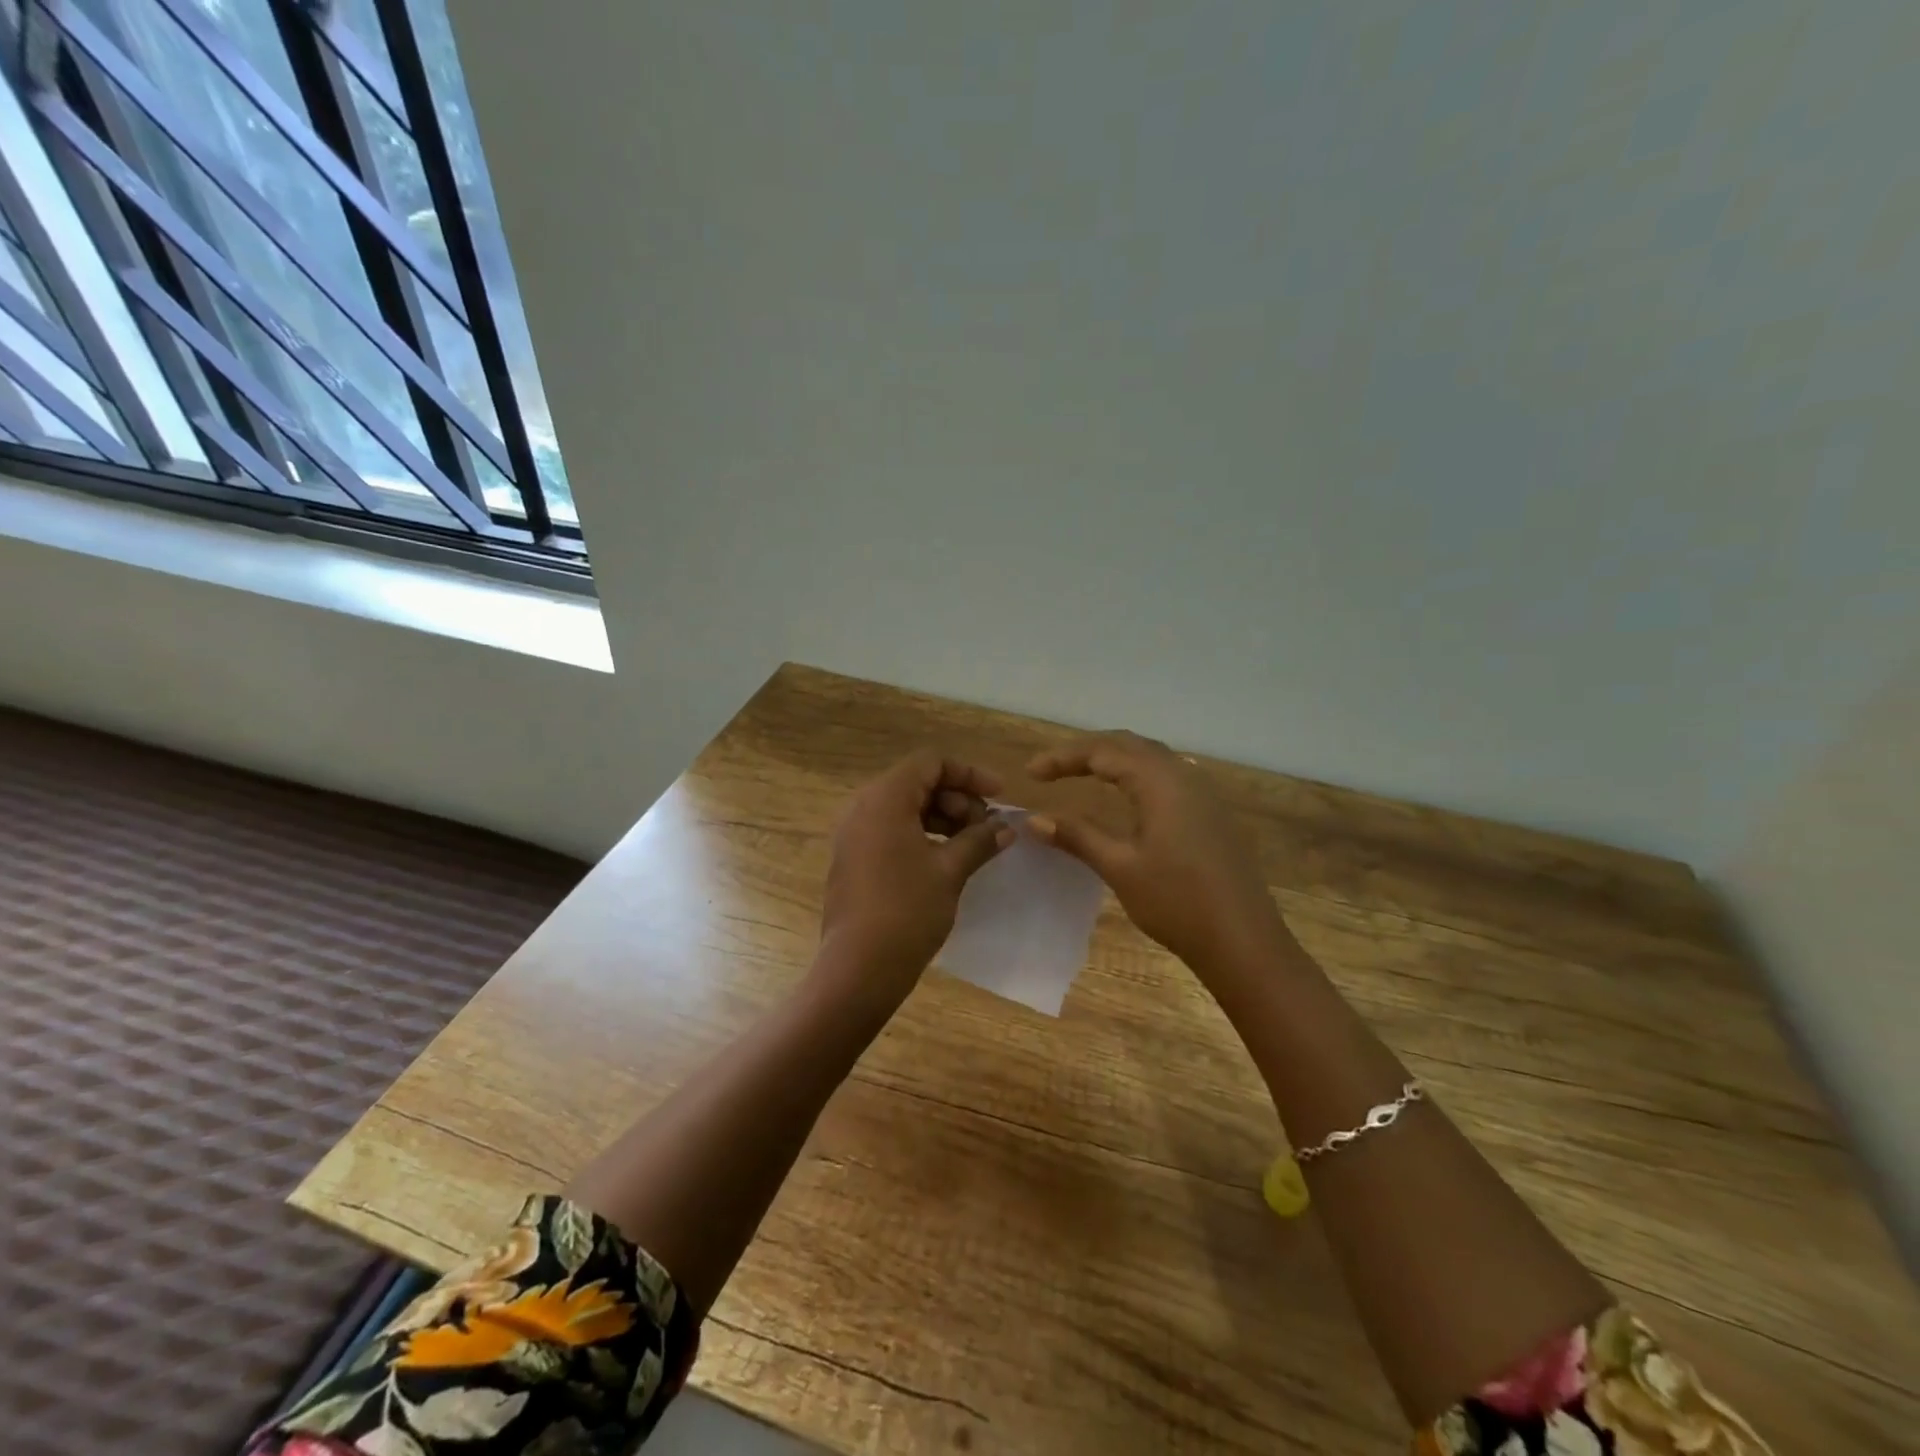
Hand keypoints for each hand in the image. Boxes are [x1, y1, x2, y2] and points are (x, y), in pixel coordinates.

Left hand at [818, 751, 1014, 1006]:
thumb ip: (980, 840)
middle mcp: (863, 806)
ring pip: (904, 807)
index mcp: (885, 798)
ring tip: (972, 844)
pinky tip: (946, 859)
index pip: (931, 763)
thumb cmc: (908, 910)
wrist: (859, 967)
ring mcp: (853, 833)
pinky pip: (890, 829)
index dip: (969, 774)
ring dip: (942, 818)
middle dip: (957, 799)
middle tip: (987, 827)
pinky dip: (921, 834)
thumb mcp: (950, 871)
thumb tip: (1006, 827)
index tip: (999, 796)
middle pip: (917, 782)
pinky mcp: (852, 858)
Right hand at [1028, 732, 1286, 977]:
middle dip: (1086, 750)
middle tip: (1050, 769)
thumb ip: (1077, 835)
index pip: (1102, 752)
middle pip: (1127, 744)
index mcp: (1160, 781)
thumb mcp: (1120, 867)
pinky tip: (1125, 795)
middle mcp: (1183, 774)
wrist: (1244, 941)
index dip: (1062, 757)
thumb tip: (1033, 819)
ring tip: (1080, 773)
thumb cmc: (1177, 902)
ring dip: (1113, 758)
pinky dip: (1135, 773)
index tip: (1030, 773)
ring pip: (1150, 757)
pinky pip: (1166, 774)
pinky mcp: (1211, 812)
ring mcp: (1202, 792)